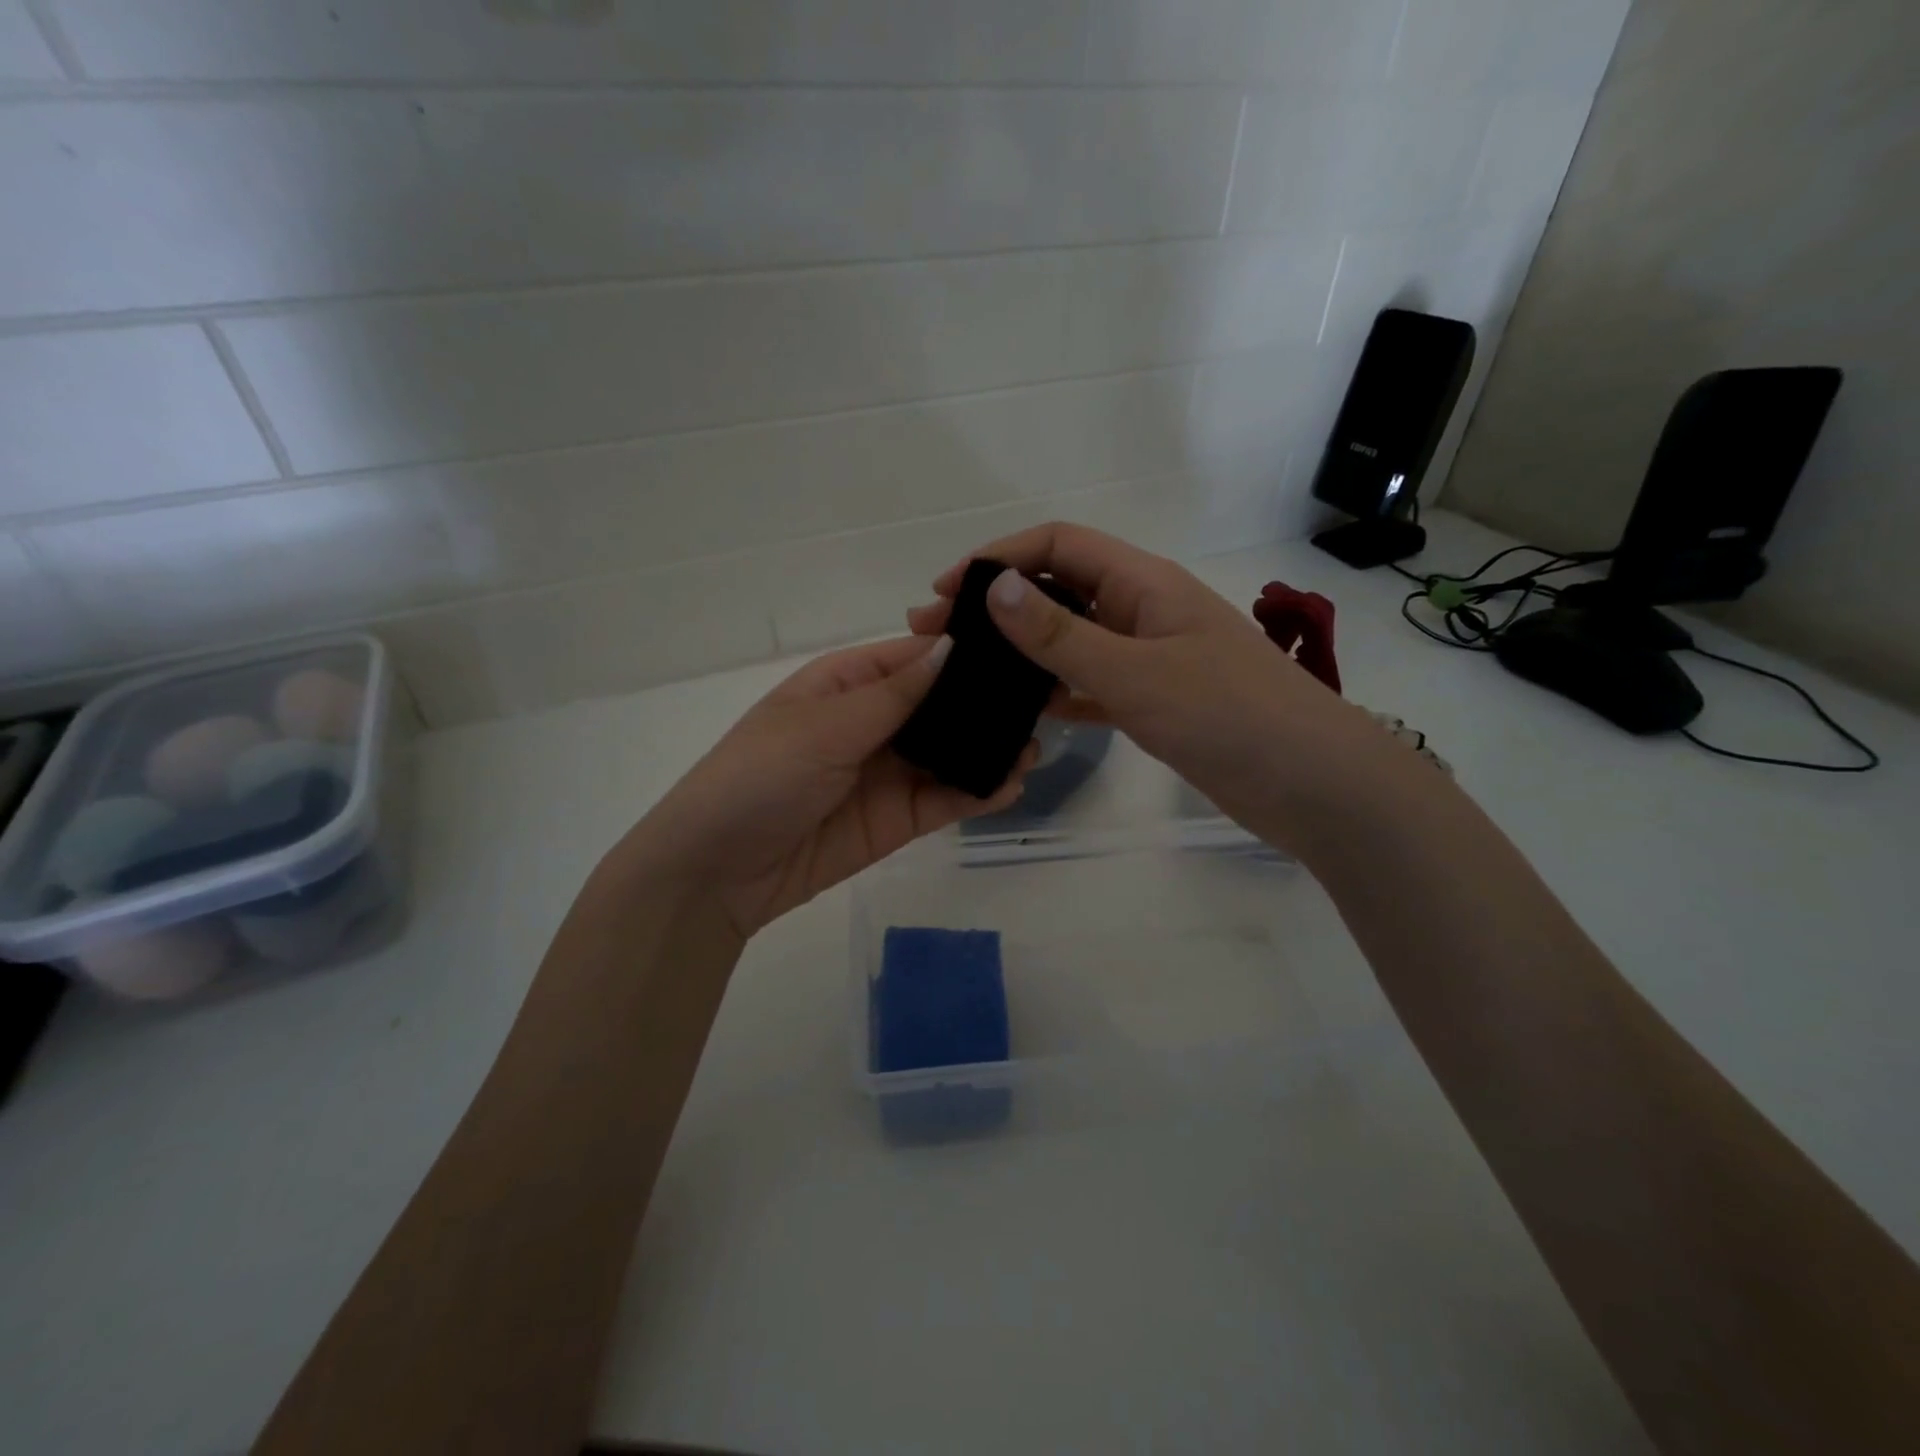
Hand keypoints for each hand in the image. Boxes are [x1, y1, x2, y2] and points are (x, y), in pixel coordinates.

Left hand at [618, 636, 1035, 937]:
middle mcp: (872, 722)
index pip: (915, 657)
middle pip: (939, 704)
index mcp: (846, 684)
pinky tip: (1009, 786)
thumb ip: (893, 696)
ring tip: (1034, 748)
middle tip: (1042, 702)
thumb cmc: (759, 777)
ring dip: (988, 749)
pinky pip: (944, 798)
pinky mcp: (897, 819)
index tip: (1018, 647)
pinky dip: (976, 792)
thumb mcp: (823, 727)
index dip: (962, 651)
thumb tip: (952, 647)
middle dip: (985, 704)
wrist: (718, 872)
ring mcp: (887, 772)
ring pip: (949, 752)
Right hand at [908, 523, 1392, 854]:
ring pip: (1073, 640)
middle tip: (939, 636)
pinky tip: (1025, 710)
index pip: (1058, 545)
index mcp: (1143, 583)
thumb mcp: (1134, 672)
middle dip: (999, 605)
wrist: (1311, 783)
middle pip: (1059, 590)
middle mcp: (1143, 610)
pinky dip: (1057, 690)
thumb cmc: (1227, 715)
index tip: (947, 590)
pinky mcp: (1154, 700)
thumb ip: (1061, 635)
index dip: (999, 557)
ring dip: (1023, 650)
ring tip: (969, 671)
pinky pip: (1091, 683)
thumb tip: (995, 587)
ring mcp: (1149, 657)